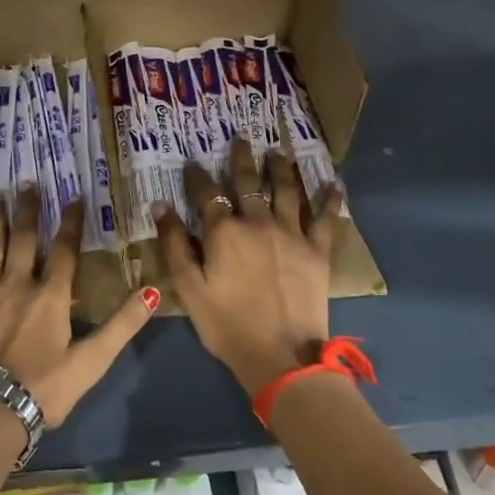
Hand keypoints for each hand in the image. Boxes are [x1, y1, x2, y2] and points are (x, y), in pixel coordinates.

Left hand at [0, 187, 156, 427]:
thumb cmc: (43, 388)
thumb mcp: (93, 361)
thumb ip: (123, 324)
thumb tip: (155, 291)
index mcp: (51, 296)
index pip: (66, 251)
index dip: (72, 223)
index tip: (74, 197)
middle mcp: (17, 283)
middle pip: (26, 239)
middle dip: (29, 209)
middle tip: (27, 181)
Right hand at [156, 137, 344, 398]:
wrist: (280, 355)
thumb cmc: (226, 324)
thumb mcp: (188, 288)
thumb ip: (174, 244)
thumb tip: (161, 206)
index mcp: (223, 231)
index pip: (205, 194)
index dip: (196, 177)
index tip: (192, 162)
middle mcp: (257, 222)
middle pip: (248, 183)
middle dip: (241, 159)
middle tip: (241, 139)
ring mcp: (291, 234)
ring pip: (287, 190)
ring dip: (281, 168)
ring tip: (278, 152)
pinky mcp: (318, 251)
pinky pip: (325, 218)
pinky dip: (330, 200)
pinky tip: (334, 184)